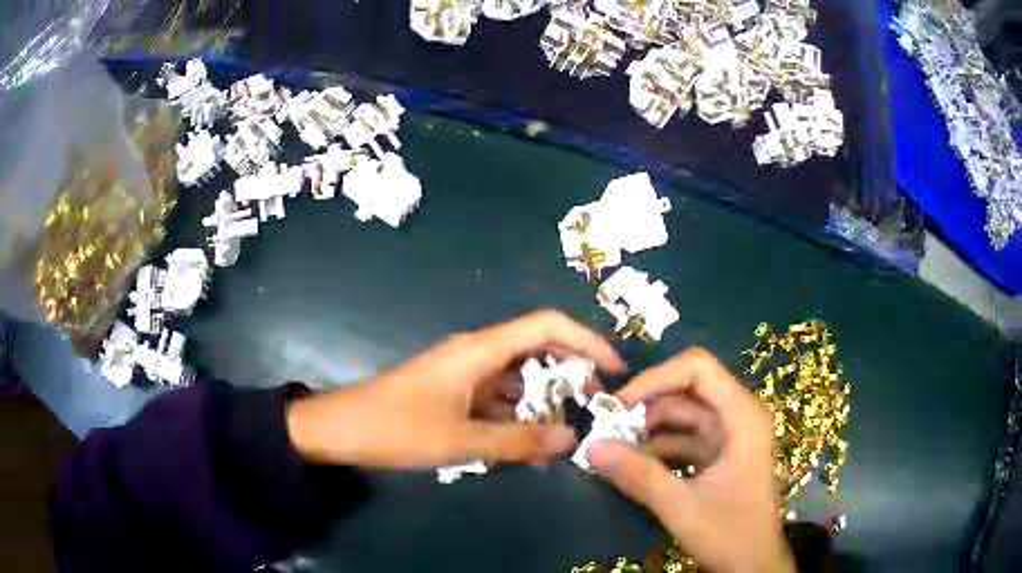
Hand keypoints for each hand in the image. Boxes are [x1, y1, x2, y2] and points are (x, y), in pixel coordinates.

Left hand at [286, 310, 625, 469]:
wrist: (340, 429)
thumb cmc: (396, 429)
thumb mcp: (461, 442)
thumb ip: (518, 442)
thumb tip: (573, 440)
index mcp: (480, 350)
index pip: (546, 325)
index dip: (586, 340)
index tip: (614, 368)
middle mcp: (477, 353)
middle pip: (538, 350)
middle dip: (571, 375)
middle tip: (594, 408)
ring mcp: (465, 373)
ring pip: (519, 379)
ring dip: (543, 403)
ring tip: (565, 437)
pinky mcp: (455, 392)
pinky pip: (498, 398)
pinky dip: (517, 418)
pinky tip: (527, 446)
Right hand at [588, 348, 794, 572]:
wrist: (753, 564)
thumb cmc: (731, 533)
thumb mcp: (682, 507)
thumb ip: (639, 476)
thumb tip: (591, 445)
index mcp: (742, 416)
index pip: (698, 369)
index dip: (657, 377)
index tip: (619, 405)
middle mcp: (738, 416)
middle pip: (687, 388)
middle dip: (646, 404)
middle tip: (606, 427)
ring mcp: (729, 435)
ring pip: (682, 414)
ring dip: (647, 427)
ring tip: (612, 446)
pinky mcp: (718, 454)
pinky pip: (683, 438)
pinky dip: (657, 446)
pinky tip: (630, 463)